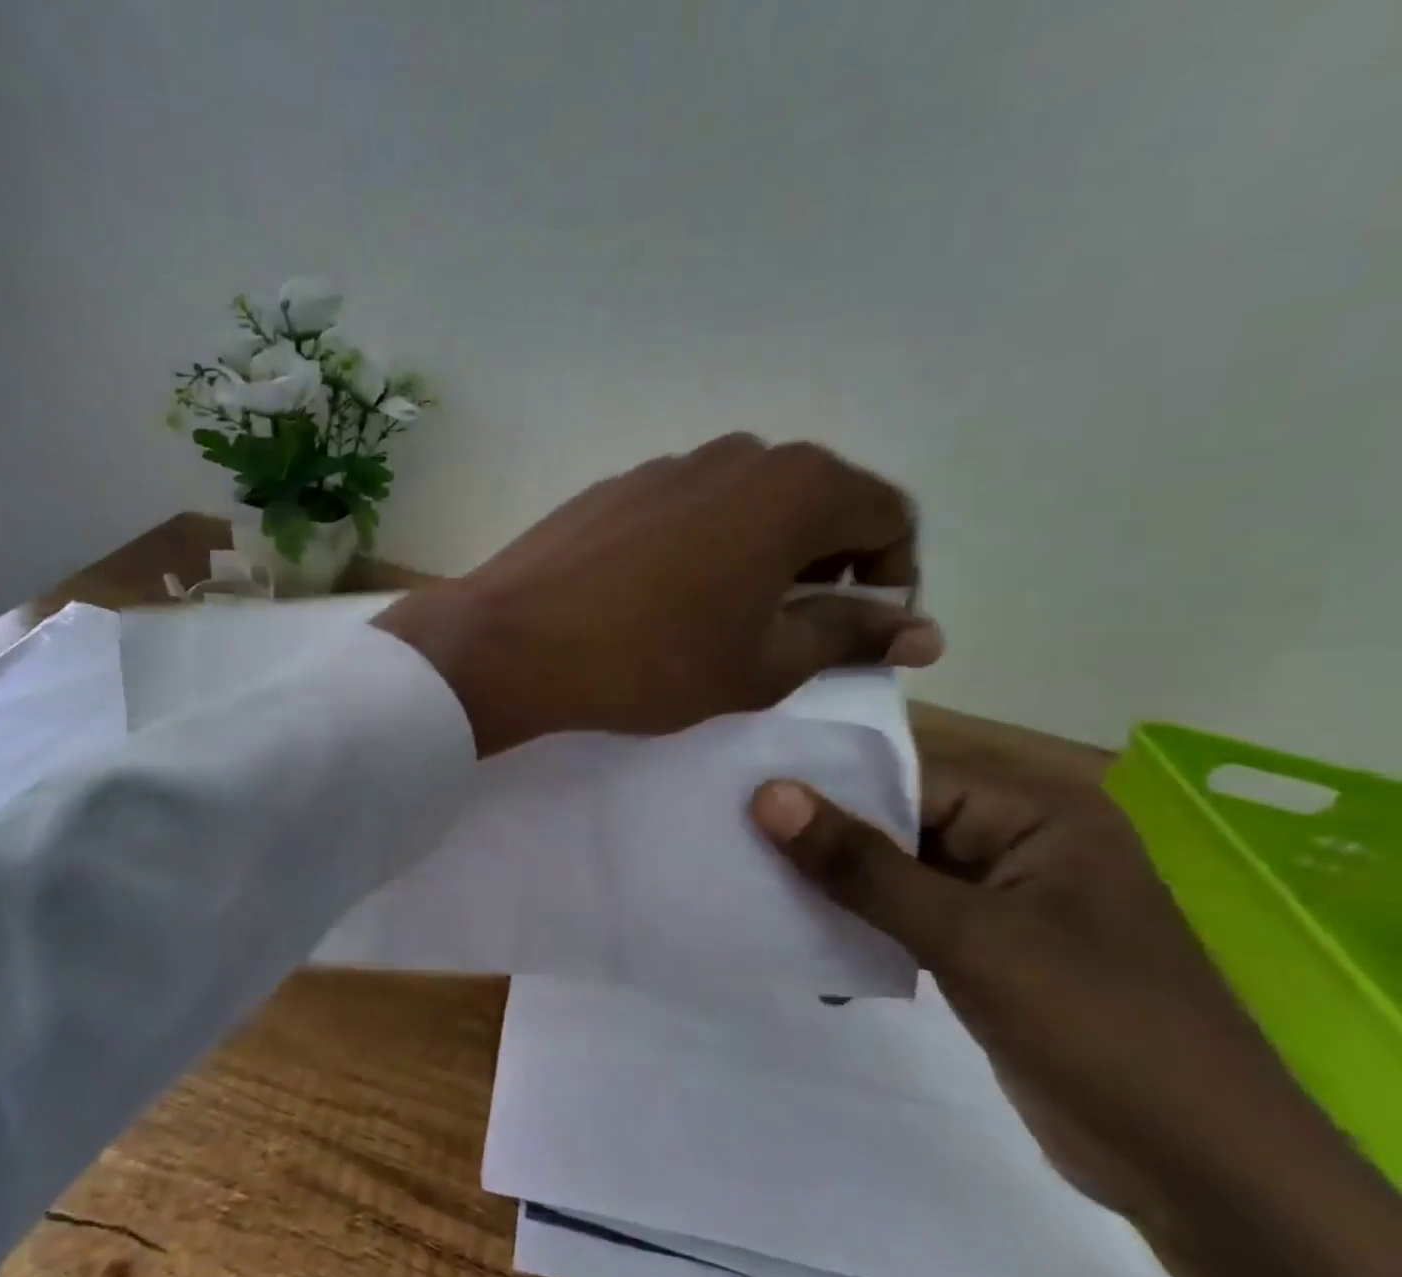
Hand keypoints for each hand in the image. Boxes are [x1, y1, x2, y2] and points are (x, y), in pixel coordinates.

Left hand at [376, 435, 940, 755]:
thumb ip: (849, 636)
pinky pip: (689, 514)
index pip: (887, 519)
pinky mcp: (617, 488)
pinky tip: (663, 602)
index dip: (889, 581)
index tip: (858, 636)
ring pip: (748, 509)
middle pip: (817, 506)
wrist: (515, 642)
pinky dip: (703, 551)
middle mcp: (739, 455)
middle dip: (823, 571)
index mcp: (795, 486)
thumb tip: (919, 630)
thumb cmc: (653, 660)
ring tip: (723, 624)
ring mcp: (669, 466)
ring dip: (761, 561)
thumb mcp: (765, 663)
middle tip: (790, 638)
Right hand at [751, 748, 1401, 1276]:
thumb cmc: (1093, 1025)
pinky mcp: (987, 948)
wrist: (1200, 1172)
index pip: (906, 774)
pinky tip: (807, 949)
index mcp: (1035, 810)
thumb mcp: (965, 936)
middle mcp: (1019, 840)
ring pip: (894, 871)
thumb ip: (862, 864)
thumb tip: (768, 794)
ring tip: (754, 893)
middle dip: (822, 841)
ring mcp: (1003, 898)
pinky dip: (860, 928)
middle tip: (732, 843)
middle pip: (896, 821)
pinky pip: (905, 916)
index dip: (824, 785)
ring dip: (834, 889)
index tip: (739, 795)